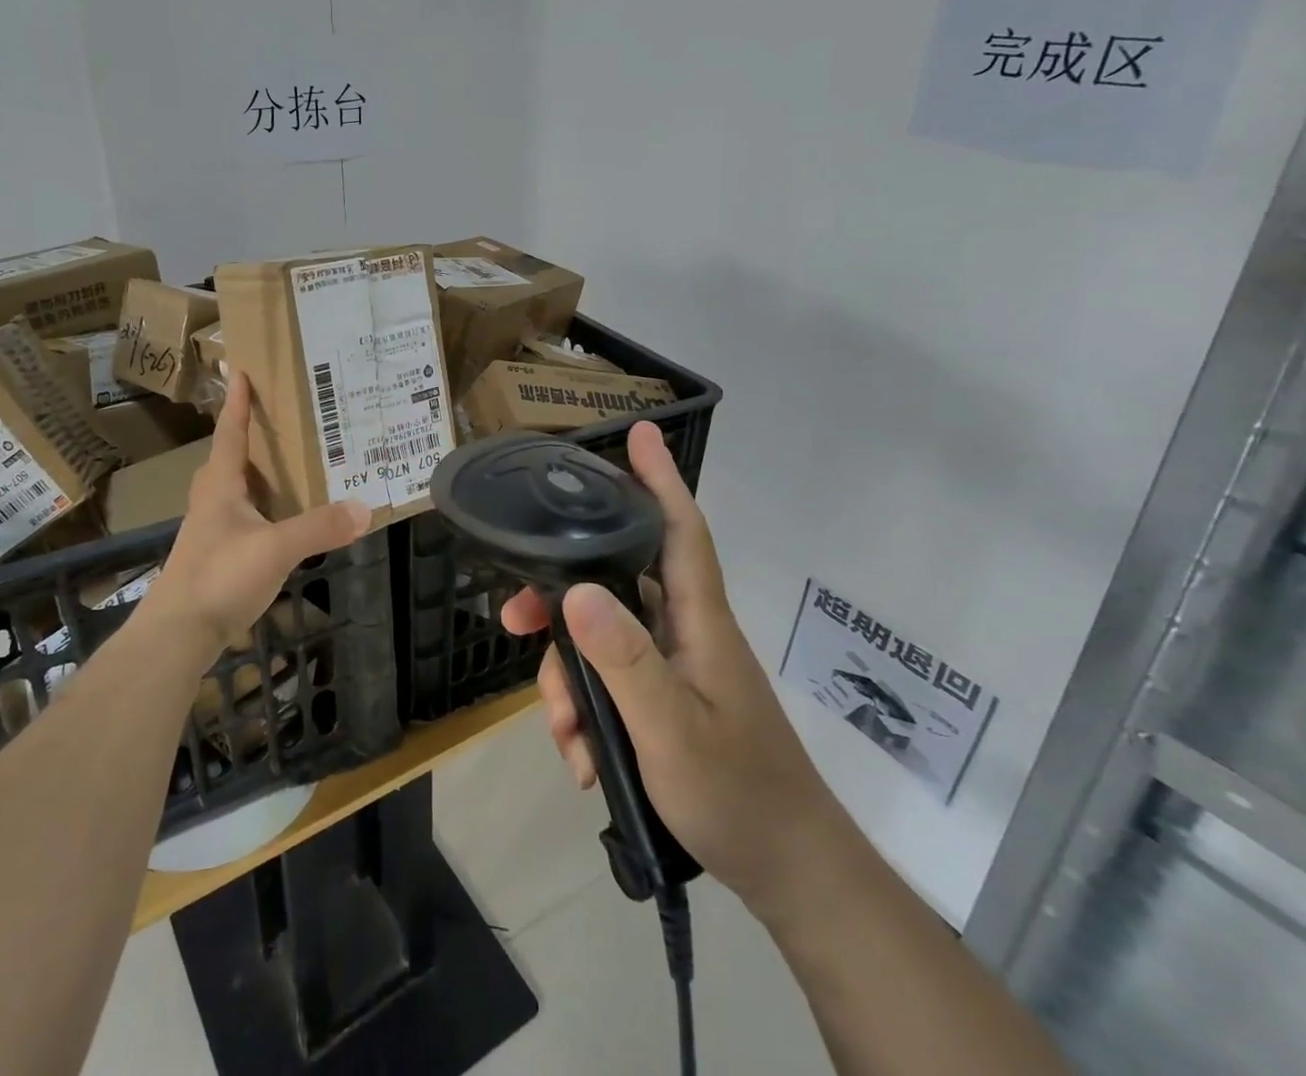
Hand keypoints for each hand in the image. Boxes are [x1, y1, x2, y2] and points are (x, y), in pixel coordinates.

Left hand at [138, 372, 370, 659]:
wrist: (176, 633)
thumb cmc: (219, 577)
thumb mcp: (276, 549)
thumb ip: (319, 527)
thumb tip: (365, 507)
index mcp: (220, 487)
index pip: (230, 434)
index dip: (236, 404)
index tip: (239, 371)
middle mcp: (211, 502)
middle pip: (227, 459)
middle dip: (245, 437)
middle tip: (274, 421)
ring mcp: (210, 531)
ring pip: (232, 490)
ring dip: (254, 474)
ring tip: (285, 466)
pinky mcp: (215, 557)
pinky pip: (240, 518)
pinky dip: (260, 508)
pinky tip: (279, 520)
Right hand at [501, 420, 837, 914]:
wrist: (789, 873)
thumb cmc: (738, 795)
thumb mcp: (671, 731)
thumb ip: (624, 661)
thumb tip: (576, 589)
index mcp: (698, 620)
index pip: (679, 529)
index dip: (659, 477)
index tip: (638, 432)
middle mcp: (685, 630)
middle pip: (615, 584)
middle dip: (561, 600)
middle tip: (515, 621)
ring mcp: (675, 666)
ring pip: (602, 639)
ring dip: (570, 679)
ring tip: (564, 736)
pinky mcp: (666, 698)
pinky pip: (611, 682)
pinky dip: (588, 713)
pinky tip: (582, 759)